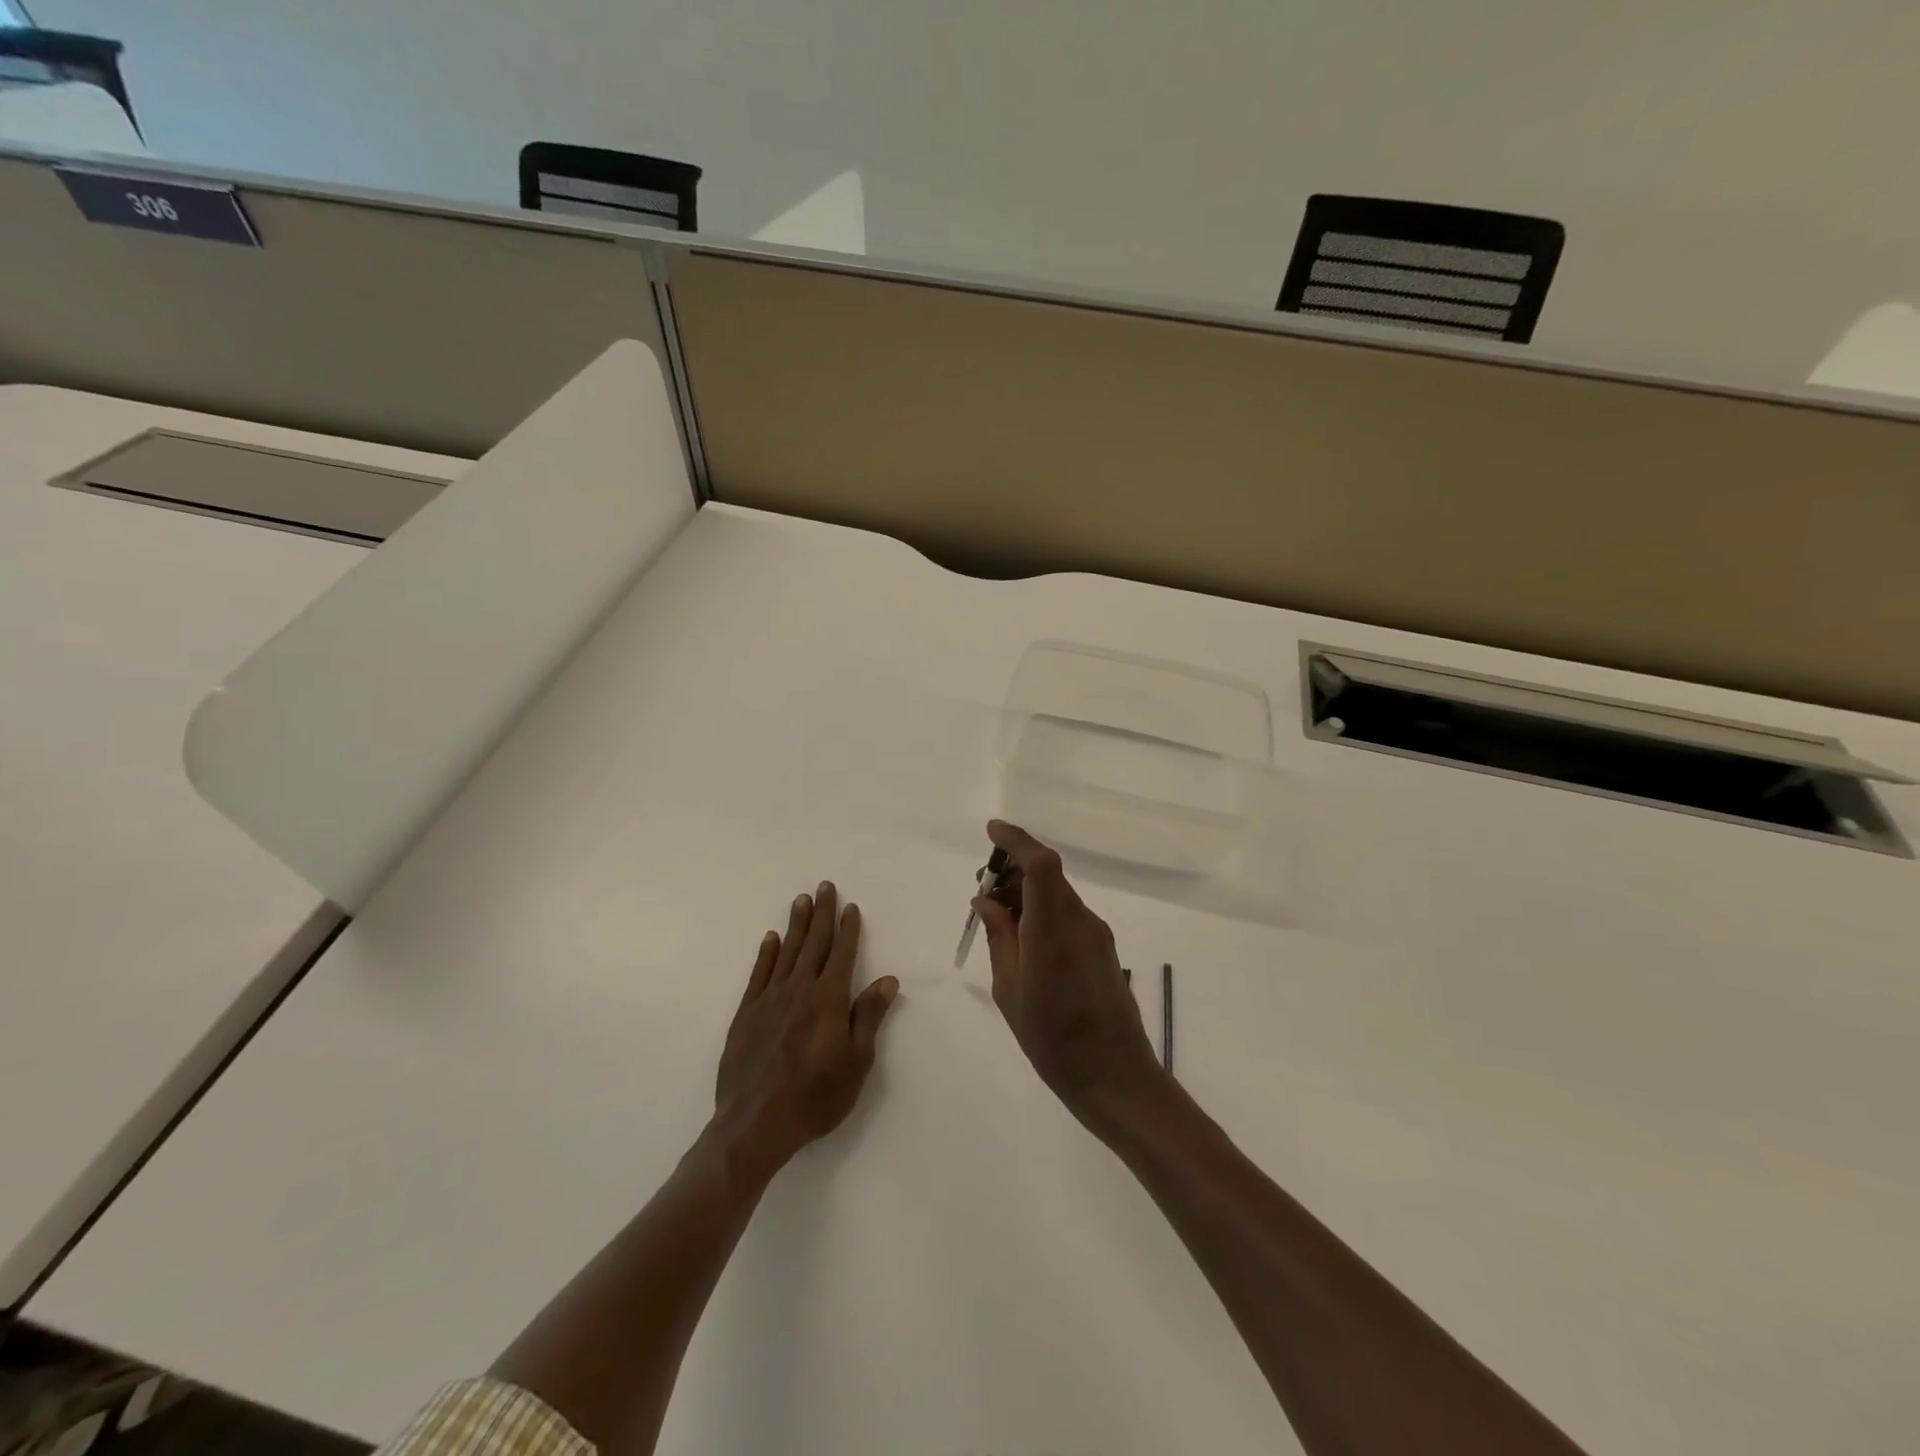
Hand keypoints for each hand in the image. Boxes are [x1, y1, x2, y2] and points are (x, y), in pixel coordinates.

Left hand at [713, 882, 898, 1176]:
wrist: (755, 1125)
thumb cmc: (815, 1097)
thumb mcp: (856, 1062)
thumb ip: (868, 1017)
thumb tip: (887, 980)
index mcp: (828, 999)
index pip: (842, 954)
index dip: (848, 929)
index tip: (851, 907)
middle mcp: (799, 990)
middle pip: (814, 943)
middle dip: (821, 914)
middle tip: (824, 886)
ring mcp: (769, 1000)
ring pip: (786, 952)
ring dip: (795, 925)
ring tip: (801, 900)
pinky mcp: (747, 1014)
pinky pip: (759, 974)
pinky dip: (766, 954)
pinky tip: (770, 938)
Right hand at [975, 821, 1165, 1121]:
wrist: (1115, 1077)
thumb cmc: (1052, 1041)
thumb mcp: (1010, 991)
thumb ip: (999, 938)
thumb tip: (986, 900)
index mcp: (1052, 932)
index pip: (1040, 865)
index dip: (1017, 840)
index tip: (991, 832)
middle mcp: (1080, 922)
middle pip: (1048, 874)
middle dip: (1014, 868)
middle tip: (983, 888)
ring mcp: (1096, 933)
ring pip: (1058, 893)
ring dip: (1028, 891)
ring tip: (998, 916)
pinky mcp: (1103, 947)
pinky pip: (1068, 913)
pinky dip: (1043, 910)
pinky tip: (1024, 938)